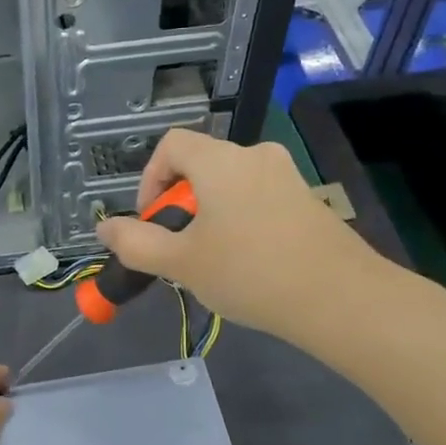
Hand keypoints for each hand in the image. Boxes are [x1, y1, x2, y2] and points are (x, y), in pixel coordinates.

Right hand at [96, 129, 388, 343]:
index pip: (172, 144)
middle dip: (179, 204)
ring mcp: (287, 177)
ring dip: (209, 215)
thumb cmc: (250, 273)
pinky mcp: (308, 201)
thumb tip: (104, 227)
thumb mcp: (181, 263)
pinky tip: (248, 264)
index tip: (151, 220)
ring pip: (230, 185)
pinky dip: (240, 220)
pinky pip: (258, 199)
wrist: (341, 299)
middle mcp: (255, 156)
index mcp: (221, 161)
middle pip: (201, 165)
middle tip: (178, 249)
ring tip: (211, 262)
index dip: (149, 178)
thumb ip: (135, 243)